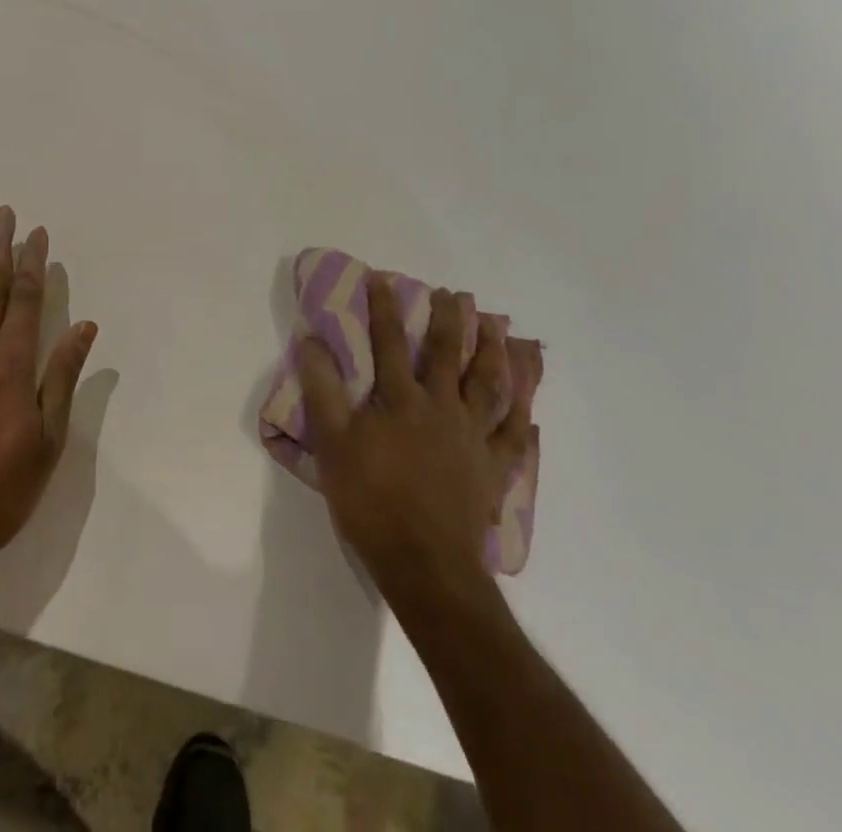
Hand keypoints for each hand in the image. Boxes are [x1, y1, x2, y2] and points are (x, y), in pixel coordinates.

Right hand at [297, 273, 531, 618]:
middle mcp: (441, 408)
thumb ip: (322, 389)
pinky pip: (513, 438)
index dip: (385, 307)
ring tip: (501, 330)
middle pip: (448, 354)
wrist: (424, 564)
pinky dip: (522, 419)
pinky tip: (530, 407)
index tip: (383, 278)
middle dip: (451, 320)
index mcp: (401, 399)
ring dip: (495, 354)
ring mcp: (473, 438)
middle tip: (458, 294)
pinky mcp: (493, 470)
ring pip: (489, 386)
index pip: (390, 341)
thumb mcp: (332, 443)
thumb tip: (311, 340)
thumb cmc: (371, 500)